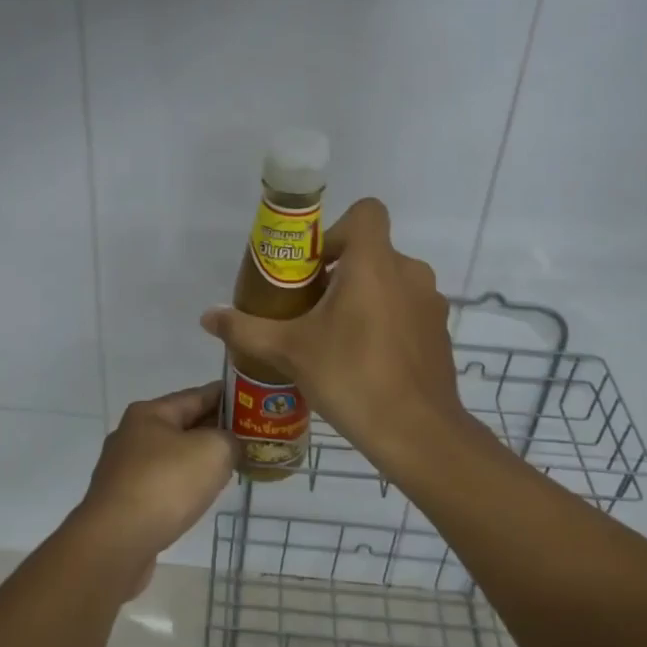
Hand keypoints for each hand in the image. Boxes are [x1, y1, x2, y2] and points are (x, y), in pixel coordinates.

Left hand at [70, 382, 235, 593]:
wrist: (115, 544)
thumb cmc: (165, 485)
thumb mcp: (213, 450)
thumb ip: (230, 440)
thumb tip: (229, 446)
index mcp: (150, 413)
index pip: (198, 395)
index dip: (228, 396)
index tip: (254, 401)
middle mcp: (132, 435)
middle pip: (184, 425)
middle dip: (216, 430)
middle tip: (250, 437)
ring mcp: (125, 470)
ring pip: (173, 457)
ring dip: (200, 460)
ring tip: (231, 467)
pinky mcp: (124, 502)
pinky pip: (163, 484)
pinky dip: (184, 485)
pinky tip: (201, 496)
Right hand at [199, 198, 467, 465]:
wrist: (417, 433)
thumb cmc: (351, 376)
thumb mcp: (289, 351)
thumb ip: (247, 328)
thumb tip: (208, 316)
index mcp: (374, 263)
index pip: (366, 212)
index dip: (336, 230)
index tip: (314, 266)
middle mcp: (409, 273)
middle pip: (372, 251)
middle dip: (340, 272)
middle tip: (310, 309)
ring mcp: (429, 304)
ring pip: (390, 282)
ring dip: (363, 298)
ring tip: (335, 338)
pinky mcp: (439, 333)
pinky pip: (406, 310)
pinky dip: (386, 322)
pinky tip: (365, 361)